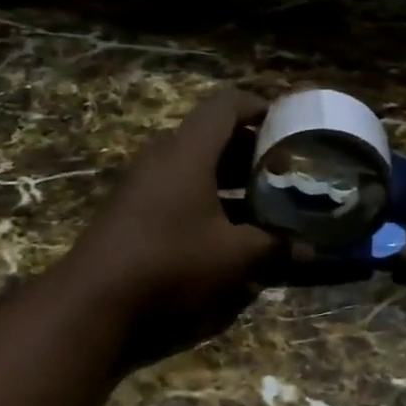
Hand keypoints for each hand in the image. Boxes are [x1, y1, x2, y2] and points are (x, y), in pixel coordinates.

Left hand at [59, 88, 280, 363]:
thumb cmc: (171, 262)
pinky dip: (206, 197)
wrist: (95, 299)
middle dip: (249, 148)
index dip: (259, 107)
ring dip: (227, 177)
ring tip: (262, 199)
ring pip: (193, 165)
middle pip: (210, 135)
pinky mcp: (132, 210)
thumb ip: (275, 247)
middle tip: (282, 168)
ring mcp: (142, 184)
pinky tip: (226, 228)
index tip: (288, 123)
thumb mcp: (234, 256)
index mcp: (188, 152)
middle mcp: (163, 158)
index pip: (226, 106)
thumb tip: (311, 250)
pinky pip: (177, 189)